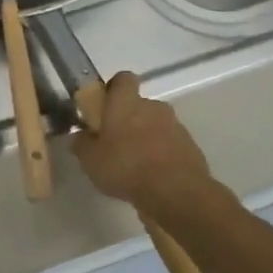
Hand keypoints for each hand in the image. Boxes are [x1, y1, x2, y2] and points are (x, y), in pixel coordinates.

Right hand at [70, 72, 228, 229]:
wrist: (176, 193)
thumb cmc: (126, 168)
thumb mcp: (90, 160)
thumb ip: (82, 143)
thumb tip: (81, 136)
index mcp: (126, 103)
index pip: (123, 79)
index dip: (114, 88)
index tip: (105, 105)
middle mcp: (153, 107)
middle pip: (139, 105)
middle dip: (128, 119)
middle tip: (115, 142)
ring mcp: (175, 126)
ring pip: (156, 124)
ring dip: (146, 137)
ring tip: (135, 163)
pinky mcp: (191, 146)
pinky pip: (170, 143)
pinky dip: (162, 153)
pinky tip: (153, 175)